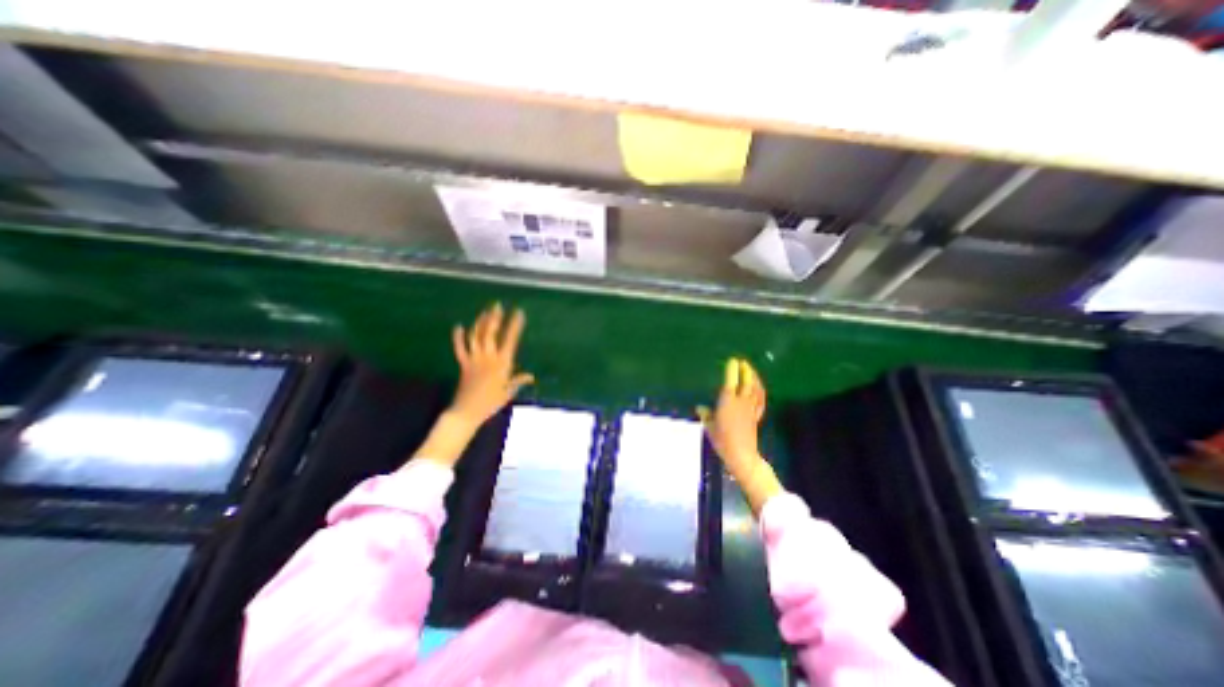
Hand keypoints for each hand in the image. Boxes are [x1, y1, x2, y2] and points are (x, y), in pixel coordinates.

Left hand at [445, 304, 530, 425]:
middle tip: (497, 305)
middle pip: (490, 333)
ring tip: (485, 312)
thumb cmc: (491, 403)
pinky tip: (458, 327)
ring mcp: (474, 359)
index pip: (510, 340)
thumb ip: (518, 381)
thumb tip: (531, 376)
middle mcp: (488, 357)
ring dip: (480, 323)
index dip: (515, 325)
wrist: (466, 411)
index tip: (519, 313)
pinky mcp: (463, 364)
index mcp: (502, 363)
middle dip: (494, 318)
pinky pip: (460, 348)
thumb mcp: (508, 393)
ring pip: (476, 337)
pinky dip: (458, 337)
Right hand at [697, 357, 782, 511]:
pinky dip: (760, 391)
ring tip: (751, 371)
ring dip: (754, 378)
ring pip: (755, 389)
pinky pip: (760, 400)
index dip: (732, 369)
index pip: (731, 380)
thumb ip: (706, 415)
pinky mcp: (756, 416)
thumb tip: (700, 408)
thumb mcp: (709, 427)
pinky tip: (759, 388)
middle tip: (743, 362)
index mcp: (727, 401)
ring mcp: (750, 408)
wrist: (742, 455)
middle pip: (746, 381)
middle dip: (745, 370)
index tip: (732, 360)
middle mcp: (741, 401)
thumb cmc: (722, 440)